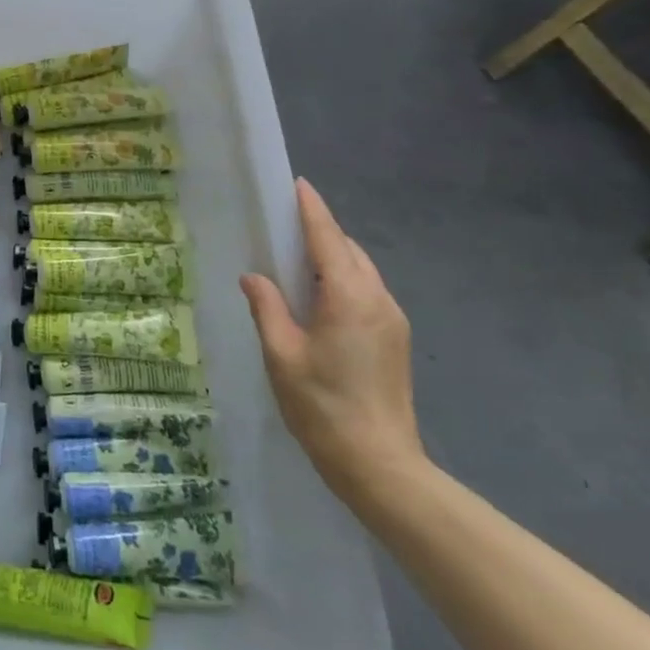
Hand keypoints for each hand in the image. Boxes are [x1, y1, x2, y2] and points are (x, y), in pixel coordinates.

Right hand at [241, 179, 424, 502]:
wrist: (380, 465)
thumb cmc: (322, 406)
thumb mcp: (281, 354)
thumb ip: (267, 308)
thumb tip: (254, 277)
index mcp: (349, 297)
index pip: (328, 239)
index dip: (311, 209)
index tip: (297, 184)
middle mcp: (378, 299)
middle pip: (348, 250)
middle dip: (320, 231)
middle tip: (284, 222)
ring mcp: (392, 320)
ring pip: (361, 271)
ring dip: (331, 257)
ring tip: (295, 257)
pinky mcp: (395, 339)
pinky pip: (366, 291)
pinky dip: (342, 280)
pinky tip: (318, 295)